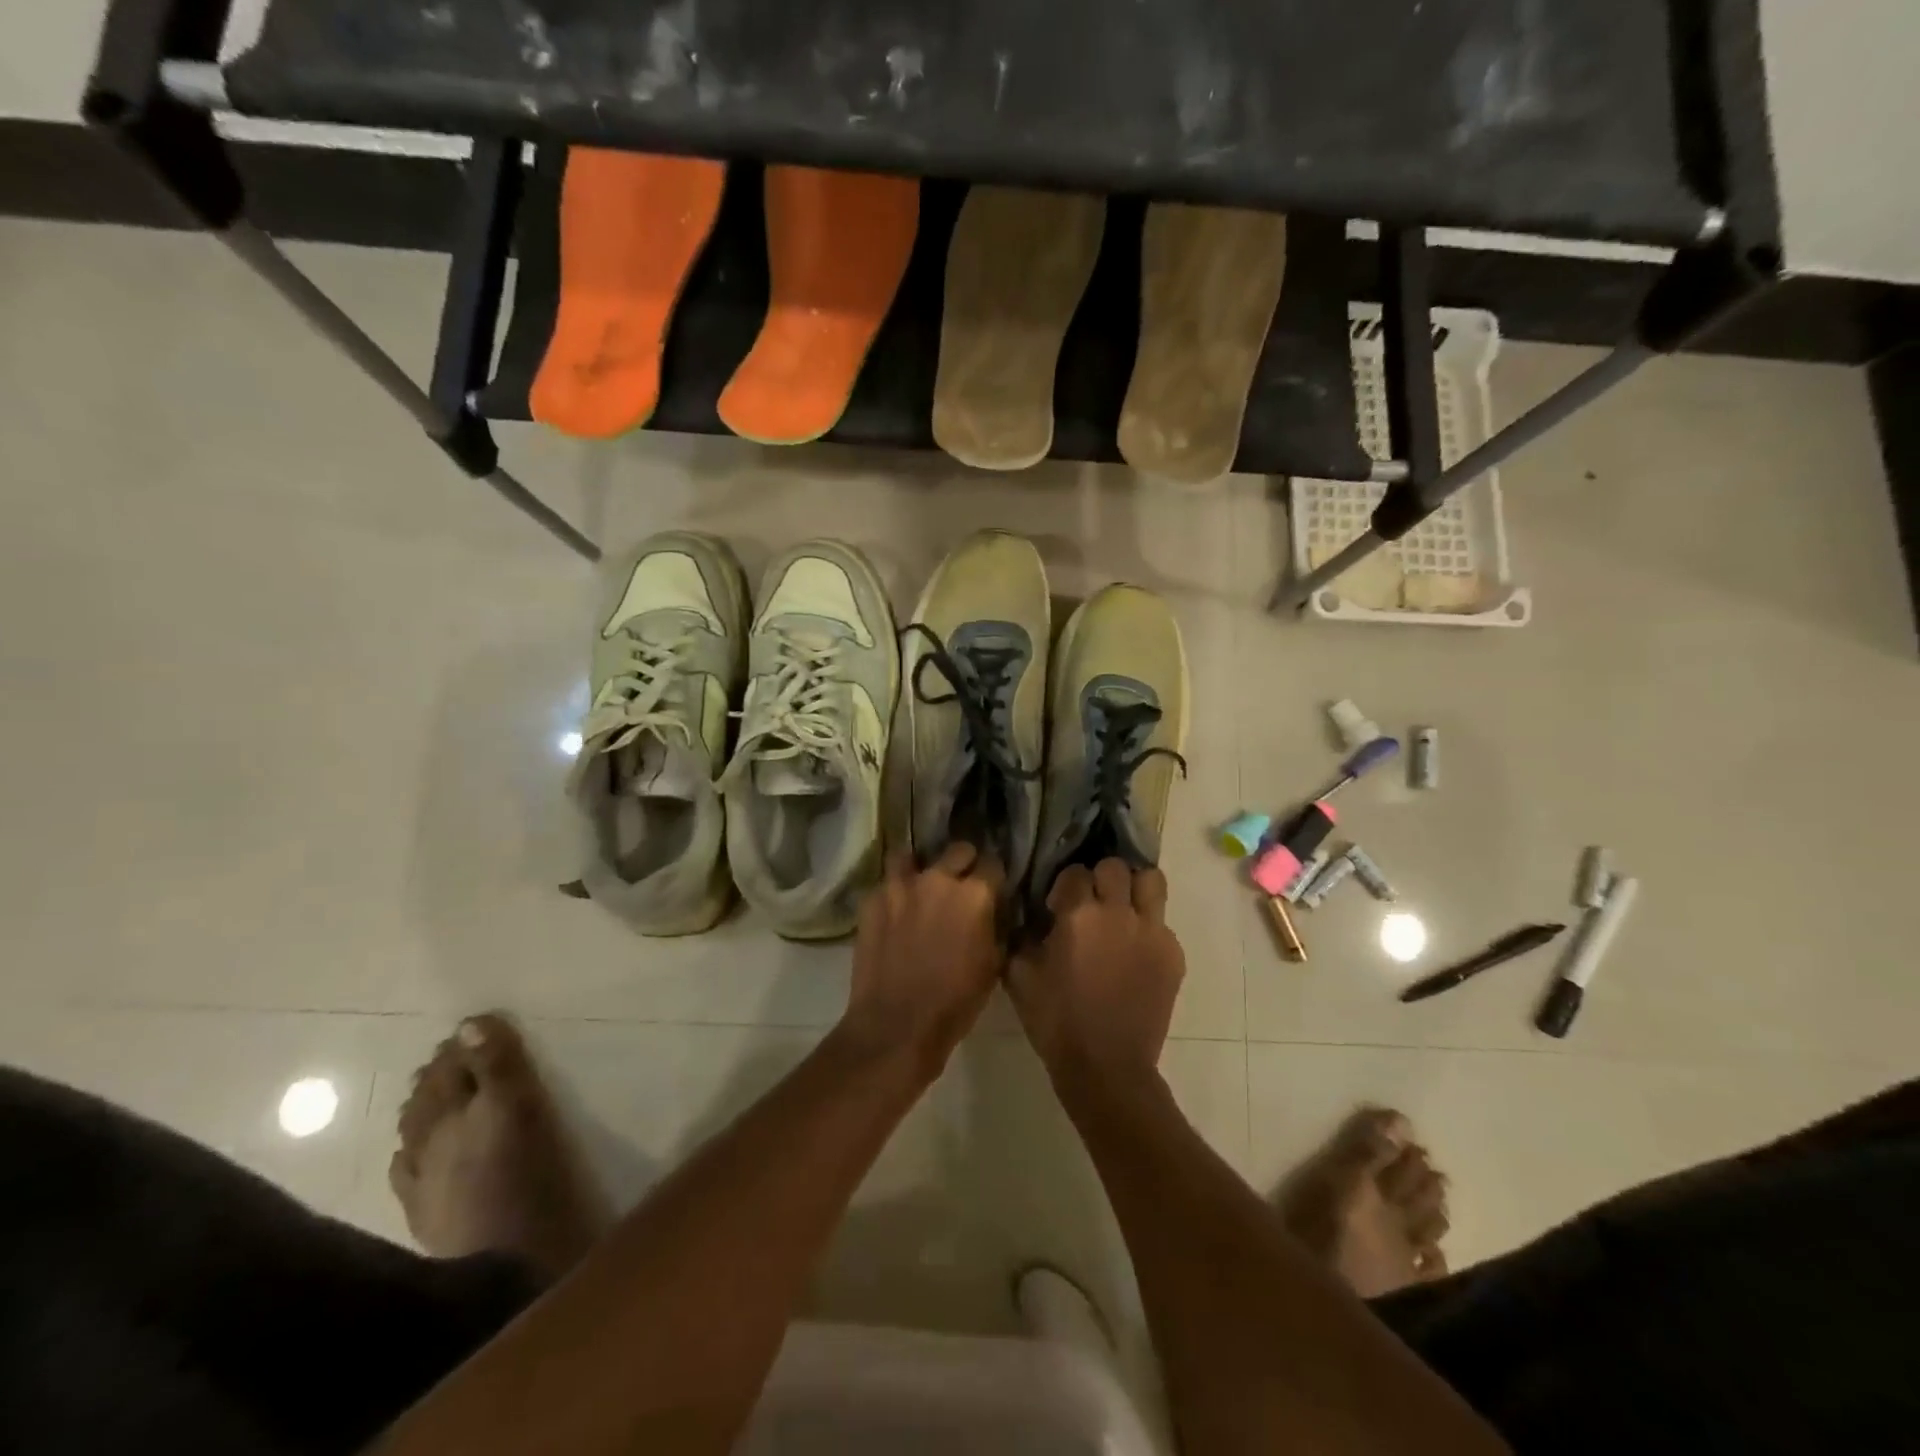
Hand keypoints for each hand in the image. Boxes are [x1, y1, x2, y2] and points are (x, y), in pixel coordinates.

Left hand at [841, 842, 1005, 1074]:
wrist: (896, 1025)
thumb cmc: (955, 1002)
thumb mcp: (993, 965)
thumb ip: (995, 927)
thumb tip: (994, 912)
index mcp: (975, 894)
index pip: (993, 864)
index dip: (994, 878)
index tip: (992, 890)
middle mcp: (939, 878)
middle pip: (958, 850)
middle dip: (964, 864)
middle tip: (960, 887)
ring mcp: (900, 885)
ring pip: (912, 856)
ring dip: (921, 868)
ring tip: (921, 886)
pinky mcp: (872, 899)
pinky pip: (887, 883)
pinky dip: (894, 892)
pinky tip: (894, 911)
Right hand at [1009, 859, 1184, 1081]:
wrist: (1106, 1068)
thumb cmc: (1057, 1021)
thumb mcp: (1019, 976)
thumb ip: (1021, 936)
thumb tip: (1028, 916)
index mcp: (1079, 914)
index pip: (1075, 872)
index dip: (1064, 887)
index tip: (1057, 907)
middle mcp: (1119, 912)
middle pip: (1116, 867)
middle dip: (1101, 879)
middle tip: (1092, 904)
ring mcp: (1152, 932)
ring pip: (1151, 882)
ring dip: (1135, 889)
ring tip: (1122, 910)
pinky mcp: (1173, 955)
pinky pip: (1162, 923)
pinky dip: (1148, 929)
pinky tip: (1134, 954)